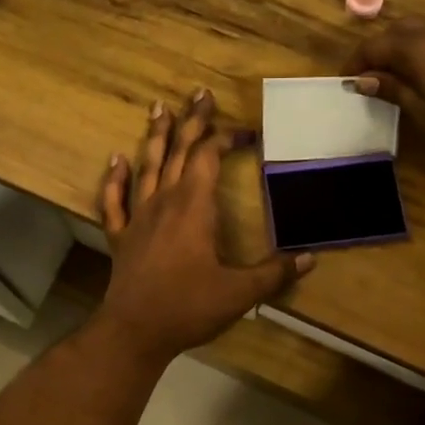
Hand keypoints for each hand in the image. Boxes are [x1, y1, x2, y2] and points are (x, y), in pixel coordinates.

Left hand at [96, 90, 311, 361]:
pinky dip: (114, 179)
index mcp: (194, 207)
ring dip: (154, 136)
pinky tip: (116, 161)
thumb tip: (310, 258)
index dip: (226, 139)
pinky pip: (114, 201)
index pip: (209, 158)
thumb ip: (274, 273)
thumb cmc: (188, 308)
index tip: (247, 133)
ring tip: (158, 107)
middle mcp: (164, 202)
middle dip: (192, 121)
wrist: (134, 332)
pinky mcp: (121, 237)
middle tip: (200, 93)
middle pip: (178, 151)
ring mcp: (138, 217)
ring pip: (146, 166)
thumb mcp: (239, 293)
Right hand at [347, 16, 424, 163]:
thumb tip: (364, 79)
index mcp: (419, 47)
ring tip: (399, 77)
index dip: (356, 62)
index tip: (346, 82)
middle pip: (398, 30)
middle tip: (371, 78)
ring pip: (423, 29)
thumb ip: (395, 92)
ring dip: (404, 47)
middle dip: (379, 50)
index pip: (374, 45)